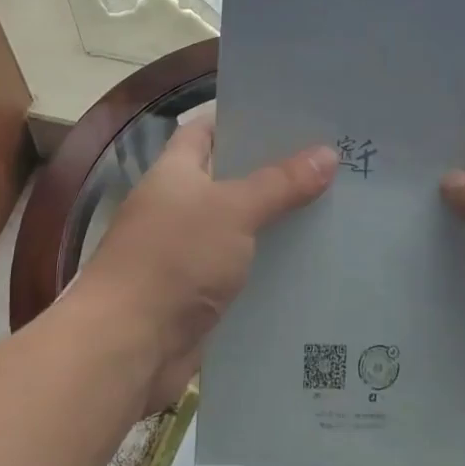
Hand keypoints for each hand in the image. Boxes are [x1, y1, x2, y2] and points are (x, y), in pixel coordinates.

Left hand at [67, 116, 335, 411]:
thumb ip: (281, 183)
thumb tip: (329, 153)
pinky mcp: (202, 295)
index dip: (244, 120)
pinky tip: (316, 263)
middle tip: (332, 162)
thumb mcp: (233, 210)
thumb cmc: (173, 259)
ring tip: (336, 208)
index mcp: (176, 173)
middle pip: (233, 180)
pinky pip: (245, 272)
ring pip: (243, 228)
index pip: (208, 130)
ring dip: (280, 223)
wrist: (127, 347)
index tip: (293, 118)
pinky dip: (273, 268)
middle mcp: (180, 208)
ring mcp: (190, 253)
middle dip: (277, 174)